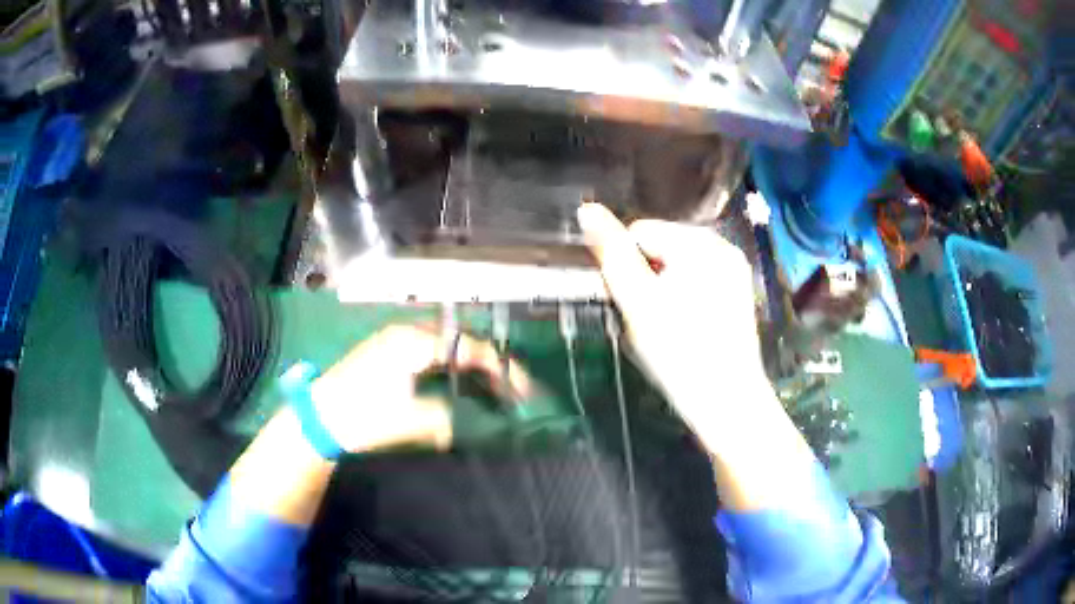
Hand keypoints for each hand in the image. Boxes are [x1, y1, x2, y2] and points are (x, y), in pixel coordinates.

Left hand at [310, 324, 533, 453]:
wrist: (318, 417)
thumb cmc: (362, 416)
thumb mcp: (409, 422)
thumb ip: (447, 420)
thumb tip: (474, 425)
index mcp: (416, 344)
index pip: (471, 349)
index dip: (502, 370)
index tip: (522, 392)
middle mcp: (408, 333)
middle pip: (461, 342)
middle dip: (489, 364)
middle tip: (509, 390)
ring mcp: (396, 340)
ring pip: (446, 346)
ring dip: (470, 365)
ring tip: (490, 389)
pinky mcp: (388, 351)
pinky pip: (431, 352)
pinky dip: (451, 366)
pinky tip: (457, 384)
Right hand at [577, 203, 771, 438]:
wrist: (727, 404)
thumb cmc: (680, 353)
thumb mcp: (638, 302)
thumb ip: (612, 254)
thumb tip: (586, 210)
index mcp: (701, 243)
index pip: (639, 233)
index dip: (625, 268)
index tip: (633, 305)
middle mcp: (722, 246)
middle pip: (659, 248)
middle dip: (646, 279)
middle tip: (651, 321)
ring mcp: (733, 270)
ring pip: (675, 267)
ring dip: (662, 291)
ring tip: (669, 328)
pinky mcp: (736, 293)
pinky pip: (695, 282)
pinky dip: (682, 300)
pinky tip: (686, 328)